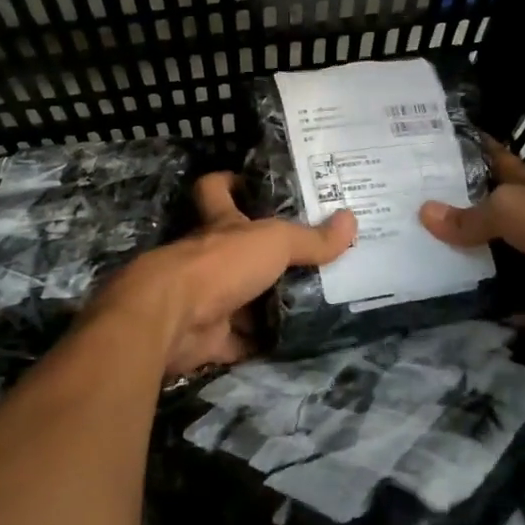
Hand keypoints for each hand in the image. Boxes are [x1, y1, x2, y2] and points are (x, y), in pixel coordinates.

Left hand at [99, 172, 356, 375]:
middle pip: (238, 249)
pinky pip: (242, 340)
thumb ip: (311, 238)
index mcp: (220, 224)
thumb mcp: (274, 242)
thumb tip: (352, 220)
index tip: (253, 183)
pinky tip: (296, 341)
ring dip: (269, 302)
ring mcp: (207, 298)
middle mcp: (209, 257)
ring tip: (317, 299)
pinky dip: (263, 342)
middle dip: (268, 255)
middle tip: (312, 255)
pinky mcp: (209, 337)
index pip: (216, 189)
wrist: (172, 321)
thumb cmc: (220, 264)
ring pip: (243, 298)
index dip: (230, 181)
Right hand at [420, 141, 524, 351]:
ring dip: (503, 296)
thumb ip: (469, 219)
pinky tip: (511, 347)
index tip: (444, 151)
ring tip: (458, 311)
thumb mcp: (508, 212)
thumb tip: (423, 213)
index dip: (475, 154)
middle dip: (474, 240)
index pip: (497, 164)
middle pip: (503, 231)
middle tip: (429, 252)